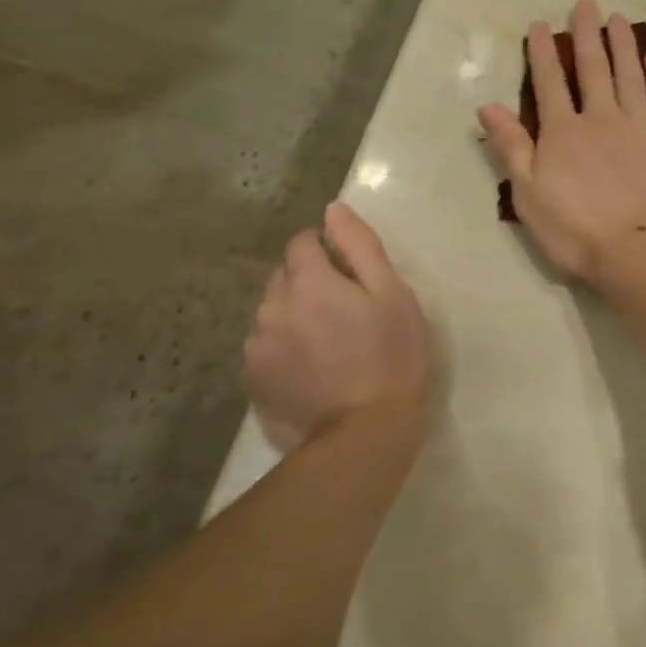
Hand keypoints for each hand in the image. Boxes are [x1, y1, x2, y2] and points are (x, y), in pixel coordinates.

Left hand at [243, 203, 431, 452]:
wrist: (362, 437)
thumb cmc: (391, 359)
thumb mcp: (392, 296)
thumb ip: (360, 247)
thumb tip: (333, 210)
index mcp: (308, 282)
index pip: (302, 242)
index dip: (326, 248)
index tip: (351, 272)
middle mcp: (271, 307)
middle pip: (284, 277)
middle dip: (309, 282)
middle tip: (346, 311)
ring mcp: (257, 347)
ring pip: (272, 312)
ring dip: (294, 315)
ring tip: (328, 345)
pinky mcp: (253, 381)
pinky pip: (266, 347)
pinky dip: (284, 348)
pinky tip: (312, 370)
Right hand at [478, 0, 645, 282]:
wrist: (639, 251)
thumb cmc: (576, 231)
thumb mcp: (529, 195)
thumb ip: (512, 148)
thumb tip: (487, 106)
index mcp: (563, 132)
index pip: (549, 82)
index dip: (543, 52)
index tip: (541, 24)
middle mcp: (601, 117)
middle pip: (592, 68)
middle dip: (586, 34)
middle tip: (586, 3)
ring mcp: (639, 125)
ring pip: (629, 75)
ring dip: (622, 45)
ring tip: (618, 19)